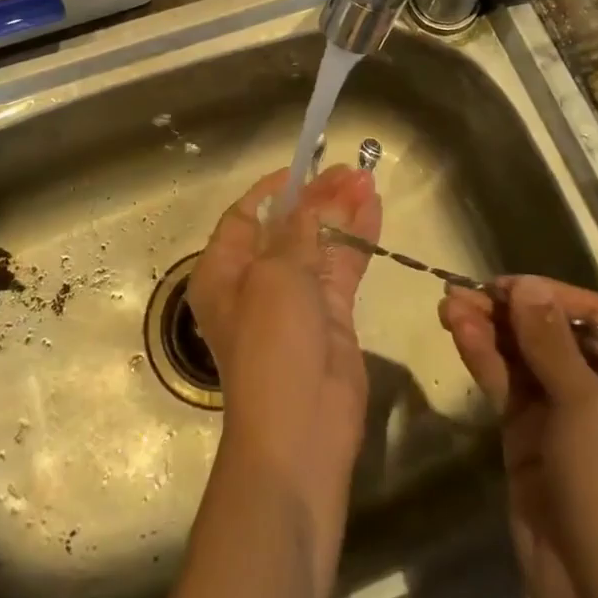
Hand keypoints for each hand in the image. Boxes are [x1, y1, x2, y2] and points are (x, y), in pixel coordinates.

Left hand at [188, 166, 381, 483]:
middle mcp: (254, 281)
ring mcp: (295, 300)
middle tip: (349, 169)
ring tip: (367, 178)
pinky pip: (342, 267)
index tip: (305, 167)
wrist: (301, 430)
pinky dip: (357, 238)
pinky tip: (374, 208)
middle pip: (287, 226)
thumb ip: (298, 231)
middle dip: (316, 197)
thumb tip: (311, 200)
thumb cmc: (271, 343)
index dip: (274, 190)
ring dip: (341, 212)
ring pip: (319, 243)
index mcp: (223, 270)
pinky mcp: (330, 316)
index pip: (245, 216)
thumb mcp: (277, 275)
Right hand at [438, 276, 597, 597]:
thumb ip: (550, 341)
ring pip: (523, 356)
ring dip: (488, 330)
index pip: (594, 316)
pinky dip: (483, 358)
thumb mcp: (588, 409)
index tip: (500, 284)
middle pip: (552, 333)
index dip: (547, 295)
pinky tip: (457, 333)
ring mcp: (567, 415)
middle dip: (507, 312)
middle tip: (461, 292)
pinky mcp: (532, 437)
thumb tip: (525, 284)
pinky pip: (507, 385)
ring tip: (447, 304)